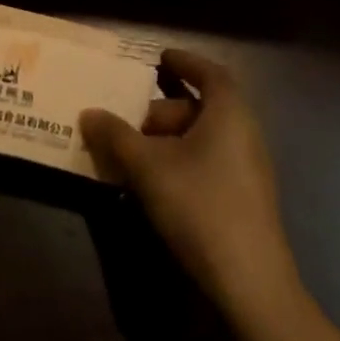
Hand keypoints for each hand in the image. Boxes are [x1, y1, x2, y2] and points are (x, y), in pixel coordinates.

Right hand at [80, 49, 303, 329]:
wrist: (250, 283)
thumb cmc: (200, 205)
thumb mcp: (148, 167)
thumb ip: (116, 136)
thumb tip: (89, 113)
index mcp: (229, 113)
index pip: (209, 72)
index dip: (185, 61)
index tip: (160, 58)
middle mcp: (244, 134)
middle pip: (200, 108)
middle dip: (161, 110)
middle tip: (126, 121)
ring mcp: (247, 169)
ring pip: (201, 139)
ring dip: (165, 141)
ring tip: (129, 154)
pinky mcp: (243, 200)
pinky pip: (207, 163)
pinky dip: (179, 162)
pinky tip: (151, 185)